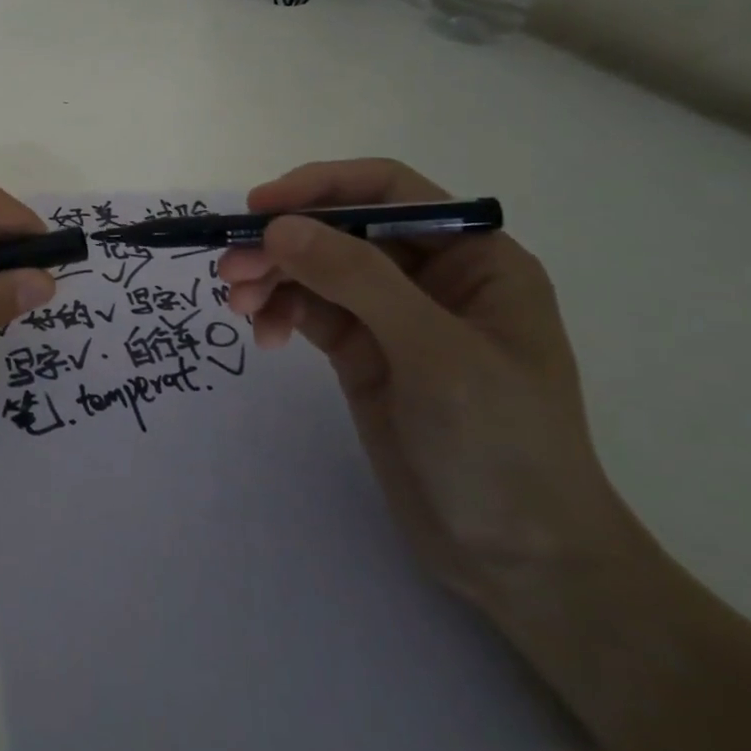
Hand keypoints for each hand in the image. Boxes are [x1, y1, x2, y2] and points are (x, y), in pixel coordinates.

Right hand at [218, 158, 630, 608]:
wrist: (519, 562)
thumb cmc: (502, 446)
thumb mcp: (434, 353)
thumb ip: (356, 280)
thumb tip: (278, 227)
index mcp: (474, 258)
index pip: (388, 191)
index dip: (322, 187)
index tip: (261, 206)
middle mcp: (431, 276)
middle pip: (340, 230)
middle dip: (284, 243)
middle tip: (231, 269)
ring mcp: (393, 316)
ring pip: (316, 270)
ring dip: (272, 278)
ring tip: (237, 306)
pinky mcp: (363, 352)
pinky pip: (309, 310)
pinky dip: (280, 313)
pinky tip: (263, 337)